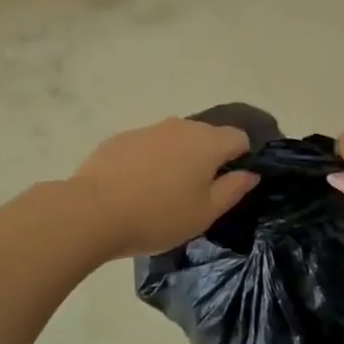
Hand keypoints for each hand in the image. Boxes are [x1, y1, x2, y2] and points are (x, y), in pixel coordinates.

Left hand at [70, 118, 258, 258]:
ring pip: (175, 139)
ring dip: (178, 159)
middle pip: (207, 136)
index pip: (239, 138)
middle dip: (209, 158)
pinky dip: (151, 161)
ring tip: (165, 193)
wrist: (93, 211)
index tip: (231, 184)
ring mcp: (148, 129)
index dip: (242, 158)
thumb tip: (250, 172)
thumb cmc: (158, 216)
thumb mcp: (205, 213)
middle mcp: (180, 126)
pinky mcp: (121, 138)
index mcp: (207, 142)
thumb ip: (233, 189)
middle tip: (199, 193)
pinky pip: (148, 146)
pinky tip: (137, 188)